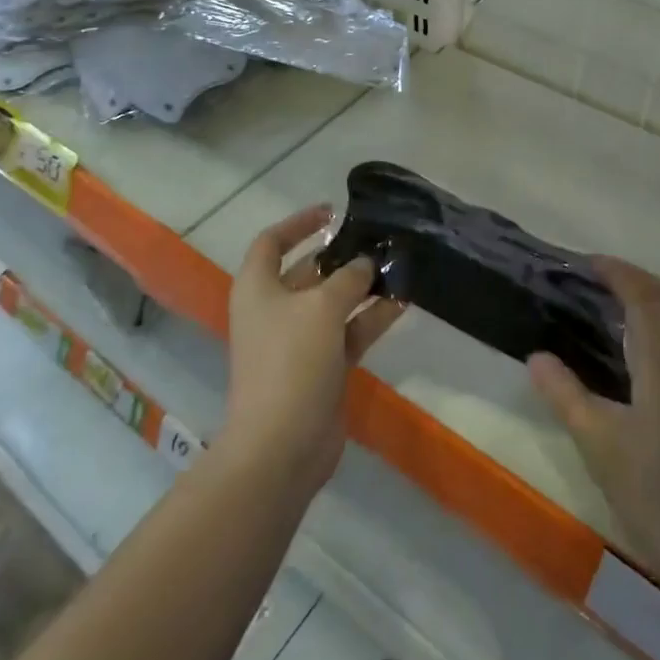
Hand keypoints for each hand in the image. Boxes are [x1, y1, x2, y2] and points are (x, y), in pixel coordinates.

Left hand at [218, 204, 401, 493]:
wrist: (282, 446)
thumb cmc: (290, 362)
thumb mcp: (321, 308)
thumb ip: (348, 279)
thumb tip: (365, 264)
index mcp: (258, 289)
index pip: (272, 242)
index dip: (298, 223)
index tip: (333, 212)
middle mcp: (275, 310)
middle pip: (308, 272)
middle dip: (342, 256)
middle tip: (378, 241)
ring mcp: (299, 341)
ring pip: (334, 303)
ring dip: (363, 287)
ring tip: (399, 267)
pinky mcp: (322, 367)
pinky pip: (349, 332)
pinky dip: (371, 317)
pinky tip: (402, 301)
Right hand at [529, 258, 659, 602]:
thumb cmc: (659, 496)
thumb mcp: (599, 446)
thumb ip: (566, 395)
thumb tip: (537, 355)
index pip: (644, 299)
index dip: (618, 273)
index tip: (589, 262)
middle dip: (640, 280)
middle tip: (603, 279)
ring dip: (658, 303)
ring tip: (622, 309)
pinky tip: (648, 359)